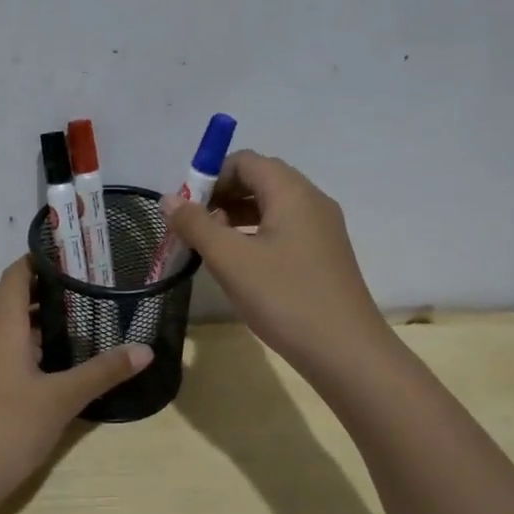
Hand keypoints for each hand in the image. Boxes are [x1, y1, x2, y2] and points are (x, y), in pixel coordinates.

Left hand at [0, 258, 151, 509]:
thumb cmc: (7, 427)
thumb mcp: (62, 399)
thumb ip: (103, 371)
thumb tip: (145, 349)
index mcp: (0, 323)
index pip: (17, 272)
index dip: (44, 259)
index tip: (79, 257)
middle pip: (11, 294)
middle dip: (46, 287)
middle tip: (89, 286)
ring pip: (4, 322)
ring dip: (34, 316)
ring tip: (79, 316)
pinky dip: (24, 339)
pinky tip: (53, 357)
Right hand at [165, 150, 386, 381]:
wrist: (345, 352)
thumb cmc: (284, 298)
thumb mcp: (230, 260)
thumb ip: (196, 225)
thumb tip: (168, 200)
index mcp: (292, 192)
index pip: (245, 161)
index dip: (210, 176)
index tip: (186, 207)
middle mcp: (311, 201)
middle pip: (259, 179)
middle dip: (221, 195)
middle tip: (194, 226)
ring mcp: (322, 228)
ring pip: (271, 205)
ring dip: (236, 215)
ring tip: (211, 246)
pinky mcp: (323, 254)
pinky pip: (283, 228)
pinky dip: (255, 233)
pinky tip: (239, 263)